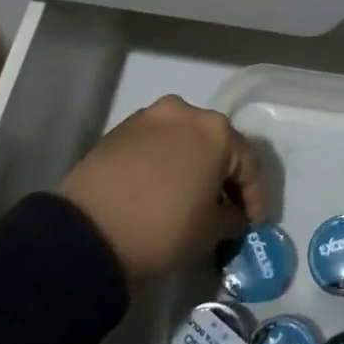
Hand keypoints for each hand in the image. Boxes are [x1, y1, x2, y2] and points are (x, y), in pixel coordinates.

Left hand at [58, 96, 269, 282]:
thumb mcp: (209, 230)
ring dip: (193, 164)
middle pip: (216, 144)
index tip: (254, 224)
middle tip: (227, 207)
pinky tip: (162, 187)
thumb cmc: (162, 228)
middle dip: (225, 175)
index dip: (255, 196)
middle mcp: (186, 112)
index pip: (248, 162)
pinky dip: (166, 162)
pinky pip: (156, 143)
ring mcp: (150, 116)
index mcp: (216, 131)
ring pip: (184, 139)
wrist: (88, 232)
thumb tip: (234, 214)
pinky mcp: (121, 128)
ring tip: (192, 196)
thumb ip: (232, 217)